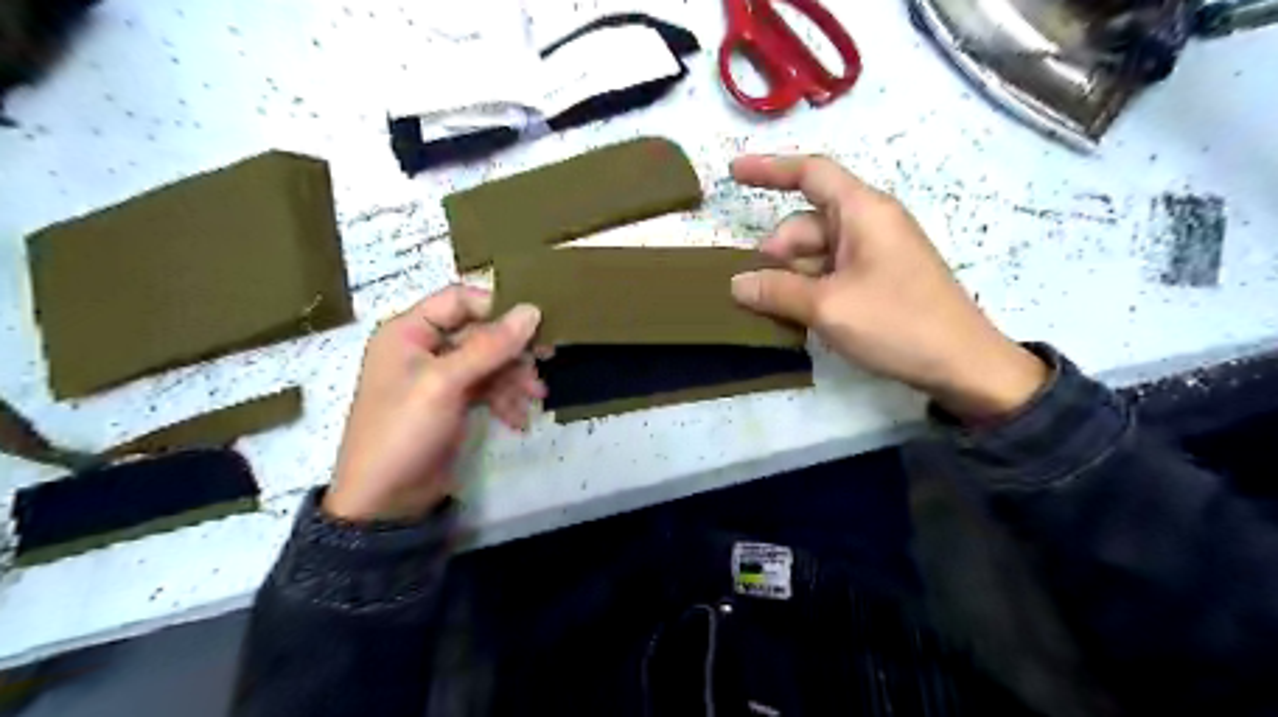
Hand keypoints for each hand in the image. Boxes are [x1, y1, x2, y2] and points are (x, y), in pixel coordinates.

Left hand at [325, 285, 539, 520]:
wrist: (386, 501)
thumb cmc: (405, 430)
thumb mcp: (446, 383)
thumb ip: (490, 345)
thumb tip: (532, 310)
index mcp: (409, 331)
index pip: (459, 300)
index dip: (496, 308)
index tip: (534, 324)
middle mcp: (425, 348)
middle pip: (480, 332)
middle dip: (512, 350)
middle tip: (546, 359)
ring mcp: (441, 377)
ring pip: (489, 362)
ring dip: (515, 378)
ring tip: (536, 397)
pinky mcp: (454, 403)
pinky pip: (488, 388)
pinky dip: (506, 400)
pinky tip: (519, 420)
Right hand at [729, 153, 1047, 419]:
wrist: (963, 365)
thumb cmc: (897, 323)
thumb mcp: (828, 307)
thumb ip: (776, 291)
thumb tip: (736, 284)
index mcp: (863, 211)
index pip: (811, 173)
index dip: (769, 169)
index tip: (733, 172)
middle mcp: (869, 223)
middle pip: (807, 222)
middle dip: (777, 252)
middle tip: (756, 293)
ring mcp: (876, 253)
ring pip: (816, 252)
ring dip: (791, 277)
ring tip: (774, 312)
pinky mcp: (880, 279)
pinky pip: (832, 272)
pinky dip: (809, 288)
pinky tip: (797, 316)